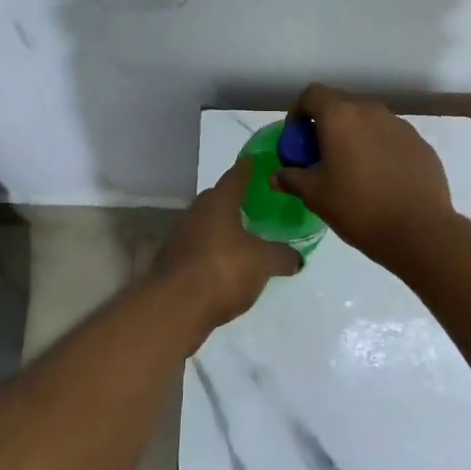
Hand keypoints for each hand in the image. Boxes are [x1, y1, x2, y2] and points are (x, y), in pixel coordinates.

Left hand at [154, 157, 302, 328]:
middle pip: (217, 199)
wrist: (176, 307)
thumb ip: (282, 256)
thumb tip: (297, 258)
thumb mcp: (263, 262)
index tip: (257, 161)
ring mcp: (180, 237)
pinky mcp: (173, 262)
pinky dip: (213, 251)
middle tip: (256, 205)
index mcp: (218, 202)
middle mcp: (196, 213)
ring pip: (206, 224)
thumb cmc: (223, 270)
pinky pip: (199, 248)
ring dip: (223, 228)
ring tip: (245, 237)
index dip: (248, 168)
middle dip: (235, 200)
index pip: (236, 176)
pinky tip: (227, 265)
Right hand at [270, 84, 455, 266]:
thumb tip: (276, 175)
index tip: (297, 141)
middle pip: (341, 104)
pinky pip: (390, 136)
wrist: (419, 230)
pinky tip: (380, 178)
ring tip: (351, 168)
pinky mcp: (420, 142)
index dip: (298, 113)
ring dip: (354, 135)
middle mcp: (371, 111)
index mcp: (341, 116)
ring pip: (368, 119)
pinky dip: (378, 147)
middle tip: (320, 156)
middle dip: (325, 124)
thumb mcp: (316, 196)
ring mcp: (400, 125)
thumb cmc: (359, 208)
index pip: (312, 95)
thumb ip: (292, 178)